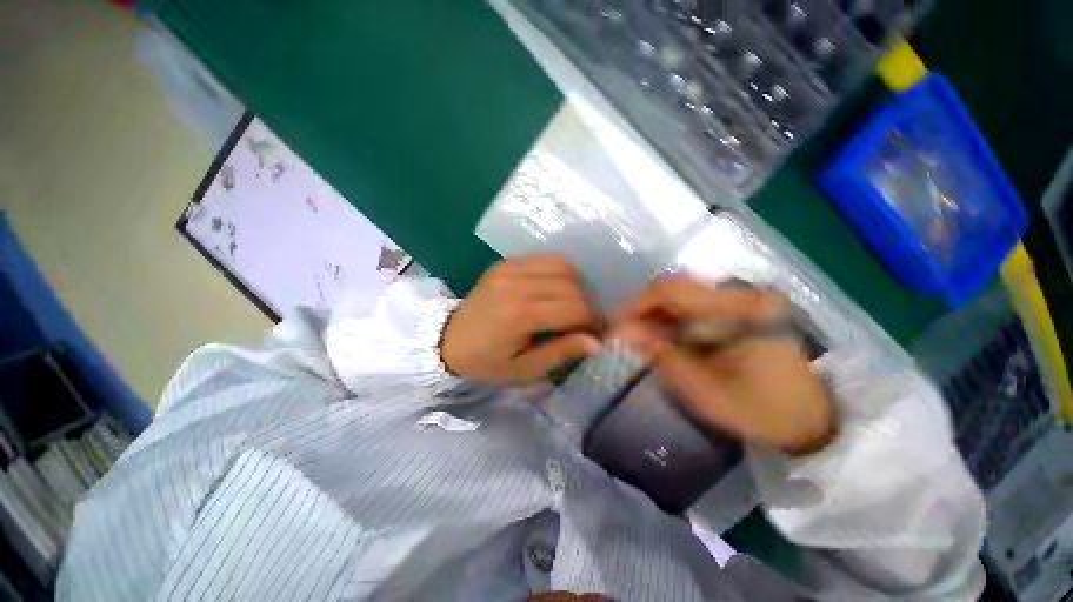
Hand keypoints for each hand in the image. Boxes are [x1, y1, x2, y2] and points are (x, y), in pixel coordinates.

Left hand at [440, 255, 600, 382]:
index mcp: (520, 315)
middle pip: (572, 284)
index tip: (595, 331)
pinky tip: (554, 289)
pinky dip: (558, 272)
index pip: (575, 308)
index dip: (592, 319)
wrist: (448, 339)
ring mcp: (509, 267)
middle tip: (584, 320)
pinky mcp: (506, 262)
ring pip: (562, 265)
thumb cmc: (487, 361)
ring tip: (571, 303)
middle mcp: (517, 284)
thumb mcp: (524, 368)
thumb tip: (597, 342)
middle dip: (586, 303)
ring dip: (576, 284)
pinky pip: (545, 259)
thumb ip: (561, 352)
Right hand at [615, 277, 834, 455]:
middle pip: (674, 288)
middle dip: (644, 311)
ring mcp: (743, 298)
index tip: (618, 327)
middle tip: (629, 336)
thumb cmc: (759, 410)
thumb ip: (661, 355)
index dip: (636, 305)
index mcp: (737, 309)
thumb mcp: (703, 390)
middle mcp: (740, 293)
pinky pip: (696, 304)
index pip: (669, 290)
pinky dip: (674, 319)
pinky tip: (668, 339)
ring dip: (658, 315)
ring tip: (645, 340)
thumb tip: (623, 331)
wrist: (809, 418)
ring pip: (683, 295)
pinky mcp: (742, 307)